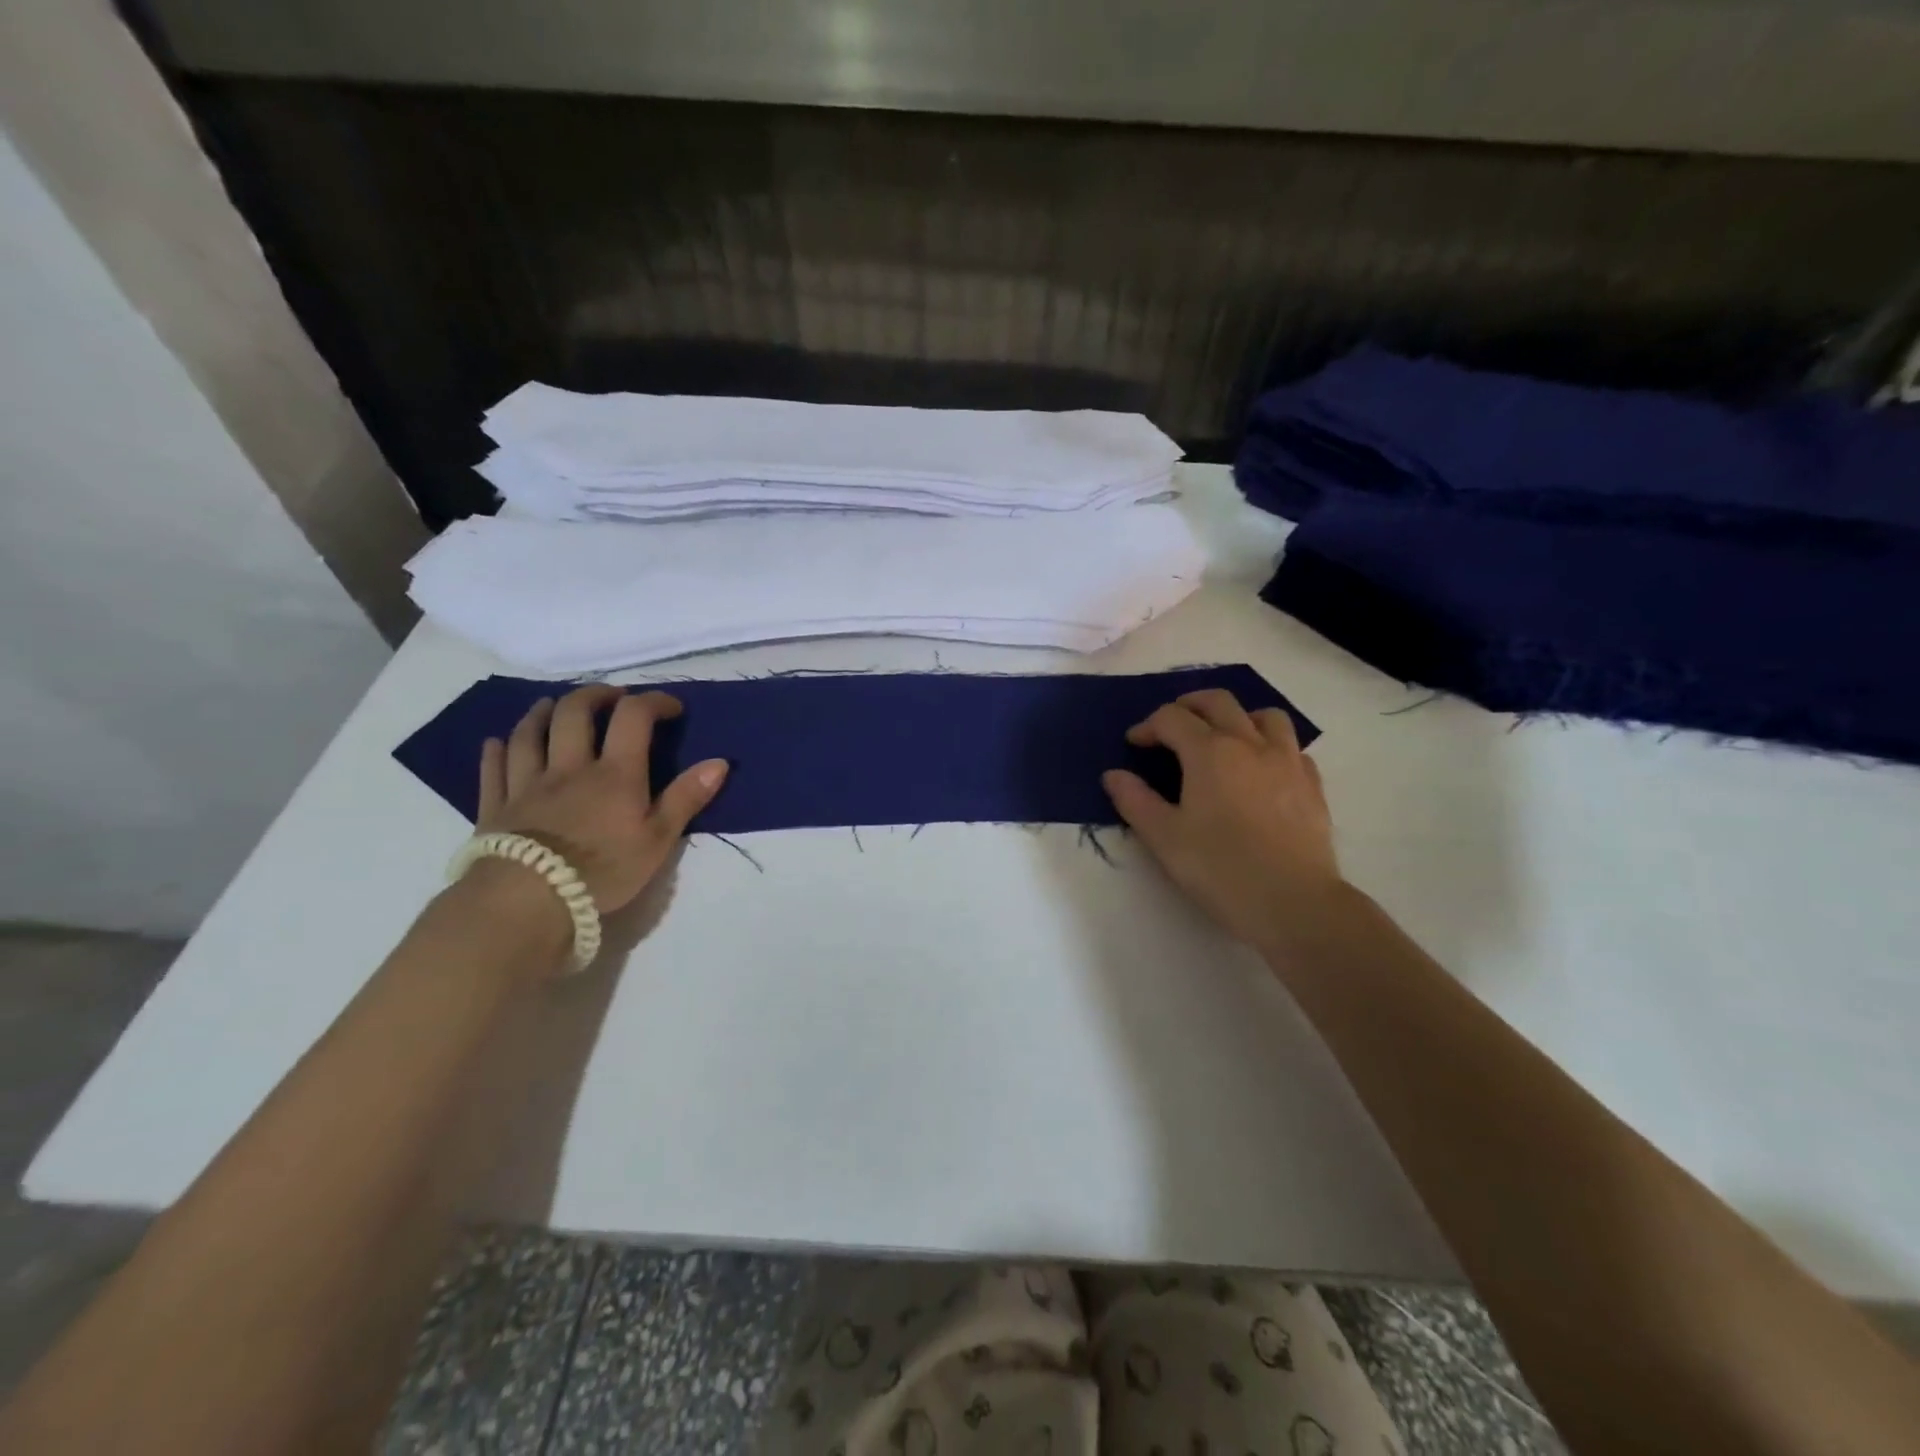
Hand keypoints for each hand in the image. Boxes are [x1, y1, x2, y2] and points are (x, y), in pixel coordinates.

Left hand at [477, 685, 728, 913]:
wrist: (527, 901)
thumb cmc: (602, 872)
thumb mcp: (658, 840)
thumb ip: (687, 798)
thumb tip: (720, 762)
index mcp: (614, 773)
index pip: (633, 717)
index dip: (654, 702)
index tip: (671, 708)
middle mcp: (569, 767)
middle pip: (574, 713)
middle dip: (595, 695)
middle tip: (611, 696)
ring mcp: (527, 784)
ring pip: (530, 733)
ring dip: (542, 712)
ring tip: (552, 705)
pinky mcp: (497, 807)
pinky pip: (494, 769)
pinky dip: (497, 750)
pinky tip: (497, 742)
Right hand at [1102, 689, 1343, 952]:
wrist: (1294, 902)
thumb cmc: (1220, 868)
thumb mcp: (1164, 838)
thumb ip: (1135, 800)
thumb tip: (1113, 775)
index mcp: (1210, 752)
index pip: (1172, 718)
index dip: (1147, 726)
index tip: (1134, 745)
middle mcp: (1250, 744)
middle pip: (1218, 702)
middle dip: (1188, 705)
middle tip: (1170, 725)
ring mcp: (1288, 761)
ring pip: (1264, 716)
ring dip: (1237, 717)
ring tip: (1222, 738)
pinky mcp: (1312, 785)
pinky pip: (1292, 748)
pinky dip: (1270, 747)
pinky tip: (1261, 771)